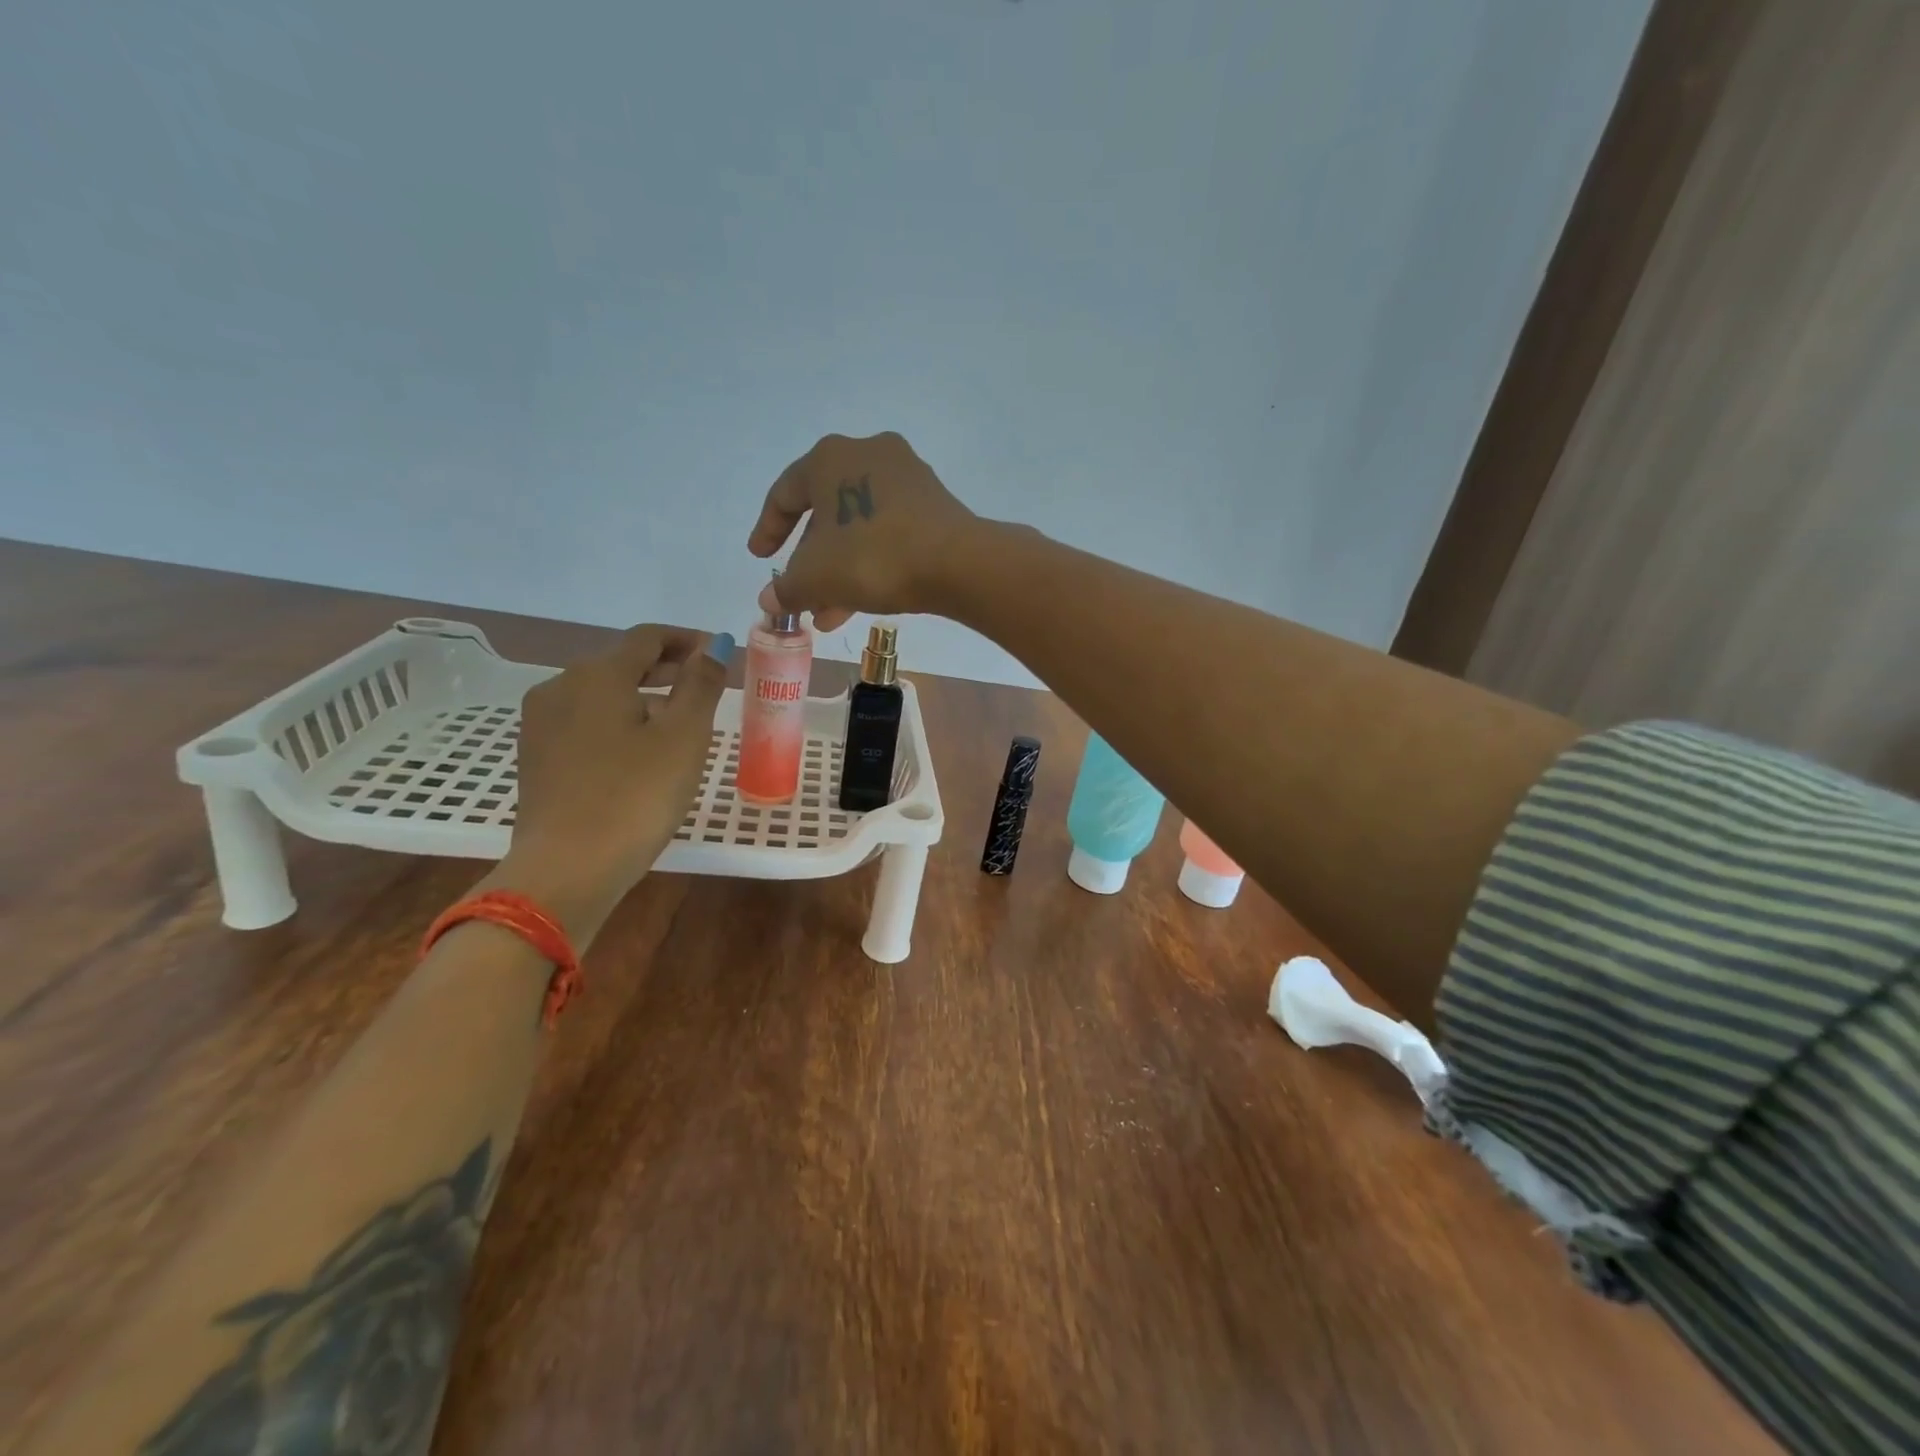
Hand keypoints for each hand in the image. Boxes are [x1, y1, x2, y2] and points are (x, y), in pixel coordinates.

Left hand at [498, 625, 732, 943]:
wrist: (566, 870)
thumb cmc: (635, 796)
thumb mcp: (684, 737)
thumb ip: (701, 684)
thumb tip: (712, 645)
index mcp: (597, 674)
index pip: (648, 637)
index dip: (687, 640)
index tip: (719, 654)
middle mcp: (560, 686)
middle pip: (621, 662)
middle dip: (666, 668)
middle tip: (707, 685)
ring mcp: (541, 723)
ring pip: (601, 693)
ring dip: (643, 696)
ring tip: (679, 722)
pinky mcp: (537, 756)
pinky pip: (585, 721)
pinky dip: (618, 721)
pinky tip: (640, 751)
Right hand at [748, 431, 978, 630]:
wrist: (956, 562)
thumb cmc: (871, 557)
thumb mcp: (816, 577)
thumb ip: (786, 588)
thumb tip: (768, 600)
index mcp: (829, 458)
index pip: (785, 494)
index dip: (767, 529)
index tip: (759, 557)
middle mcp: (867, 454)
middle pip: (825, 514)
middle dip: (810, 563)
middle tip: (800, 596)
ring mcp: (905, 477)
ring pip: (858, 528)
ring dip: (838, 572)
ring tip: (827, 615)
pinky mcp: (932, 503)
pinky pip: (888, 531)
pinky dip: (869, 562)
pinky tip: (860, 603)